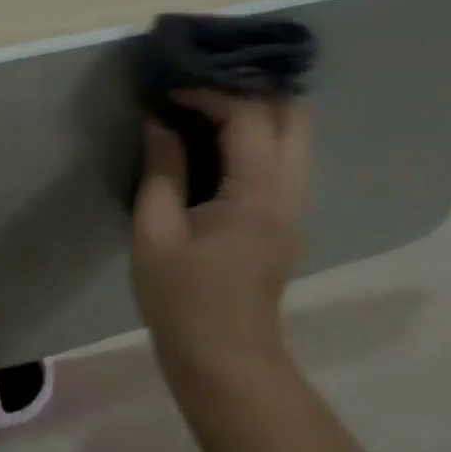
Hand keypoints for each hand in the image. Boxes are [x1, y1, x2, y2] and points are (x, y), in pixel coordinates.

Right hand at [131, 92, 310, 377]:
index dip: (207, 93)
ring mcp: (294, 205)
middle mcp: (289, 191)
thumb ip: (162, 169)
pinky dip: (257, 136)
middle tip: (199, 89)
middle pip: (294, 114)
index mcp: (257, 193)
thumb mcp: (155, 231)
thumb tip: (158, 121)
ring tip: (205, 108)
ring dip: (255, 111)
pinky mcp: (286, 218)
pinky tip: (217, 143)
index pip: (248, 115)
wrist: (225, 362)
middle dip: (248, 91)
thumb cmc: (182, 300)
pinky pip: (283, 157)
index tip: (167, 94)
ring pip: (295, 134)